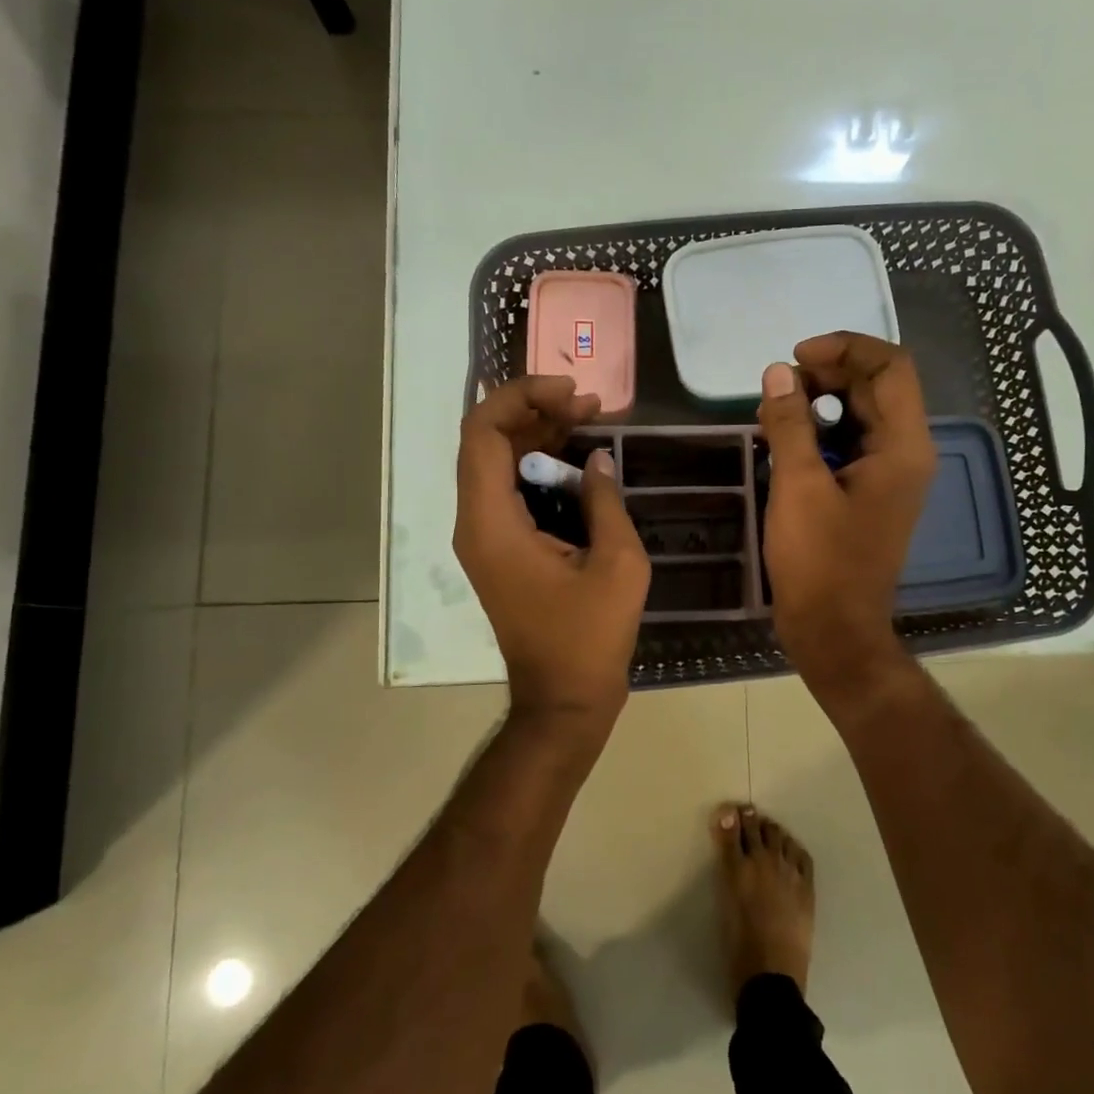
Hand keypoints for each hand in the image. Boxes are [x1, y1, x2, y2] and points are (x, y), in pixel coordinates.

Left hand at [454, 376, 650, 724]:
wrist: (563, 700)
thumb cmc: (589, 637)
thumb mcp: (617, 564)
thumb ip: (605, 501)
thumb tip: (597, 459)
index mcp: (491, 523)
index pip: (483, 433)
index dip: (521, 398)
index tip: (571, 393)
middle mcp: (476, 524)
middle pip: (488, 442)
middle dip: (536, 412)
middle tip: (590, 406)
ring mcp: (485, 539)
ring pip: (499, 464)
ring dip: (539, 437)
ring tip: (591, 422)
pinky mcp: (501, 551)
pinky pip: (511, 492)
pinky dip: (540, 469)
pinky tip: (580, 463)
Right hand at [757, 333, 935, 684]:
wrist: (834, 630)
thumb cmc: (820, 560)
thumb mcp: (798, 486)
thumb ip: (790, 424)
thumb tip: (778, 374)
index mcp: (903, 446)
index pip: (890, 367)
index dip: (845, 348)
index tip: (796, 358)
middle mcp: (906, 453)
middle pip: (876, 387)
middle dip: (827, 374)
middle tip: (778, 386)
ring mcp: (889, 475)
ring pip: (860, 415)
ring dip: (819, 403)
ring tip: (774, 412)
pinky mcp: (869, 493)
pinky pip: (849, 445)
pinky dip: (819, 433)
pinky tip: (783, 441)